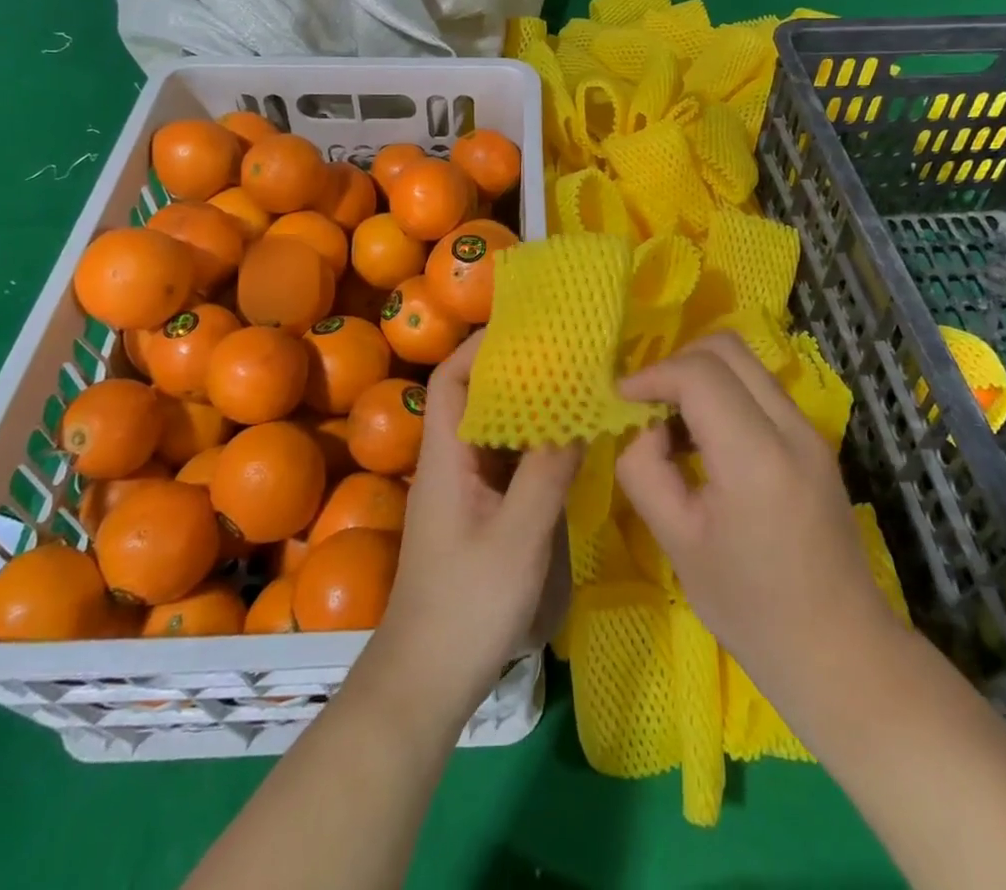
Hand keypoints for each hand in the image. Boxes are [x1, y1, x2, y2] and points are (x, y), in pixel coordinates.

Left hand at [369, 332, 581, 719]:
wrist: (427, 680)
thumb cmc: (467, 604)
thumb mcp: (519, 537)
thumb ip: (549, 473)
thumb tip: (579, 410)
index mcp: (446, 455)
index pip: (452, 378)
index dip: (481, 345)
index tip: (524, 325)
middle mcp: (450, 461)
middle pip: (474, 396)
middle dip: (513, 368)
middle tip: (563, 349)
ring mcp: (464, 488)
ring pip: (493, 428)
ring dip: (527, 404)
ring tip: (572, 381)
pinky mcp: (478, 512)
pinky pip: (505, 459)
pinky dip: (533, 441)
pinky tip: (566, 440)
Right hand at [614, 333, 899, 713]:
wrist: (841, 653)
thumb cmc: (751, 608)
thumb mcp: (677, 543)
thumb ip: (646, 471)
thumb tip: (644, 430)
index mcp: (755, 456)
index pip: (698, 374)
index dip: (652, 375)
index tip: (621, 399)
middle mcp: (791, 428)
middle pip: (727, 348)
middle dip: (676, 363)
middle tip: (646, 403)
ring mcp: (810, 432)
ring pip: (746, 364)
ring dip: (701, 377)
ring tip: (672, 426)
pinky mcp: (815, 443)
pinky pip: (761, 391)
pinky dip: (724, 395)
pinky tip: (705, 442)